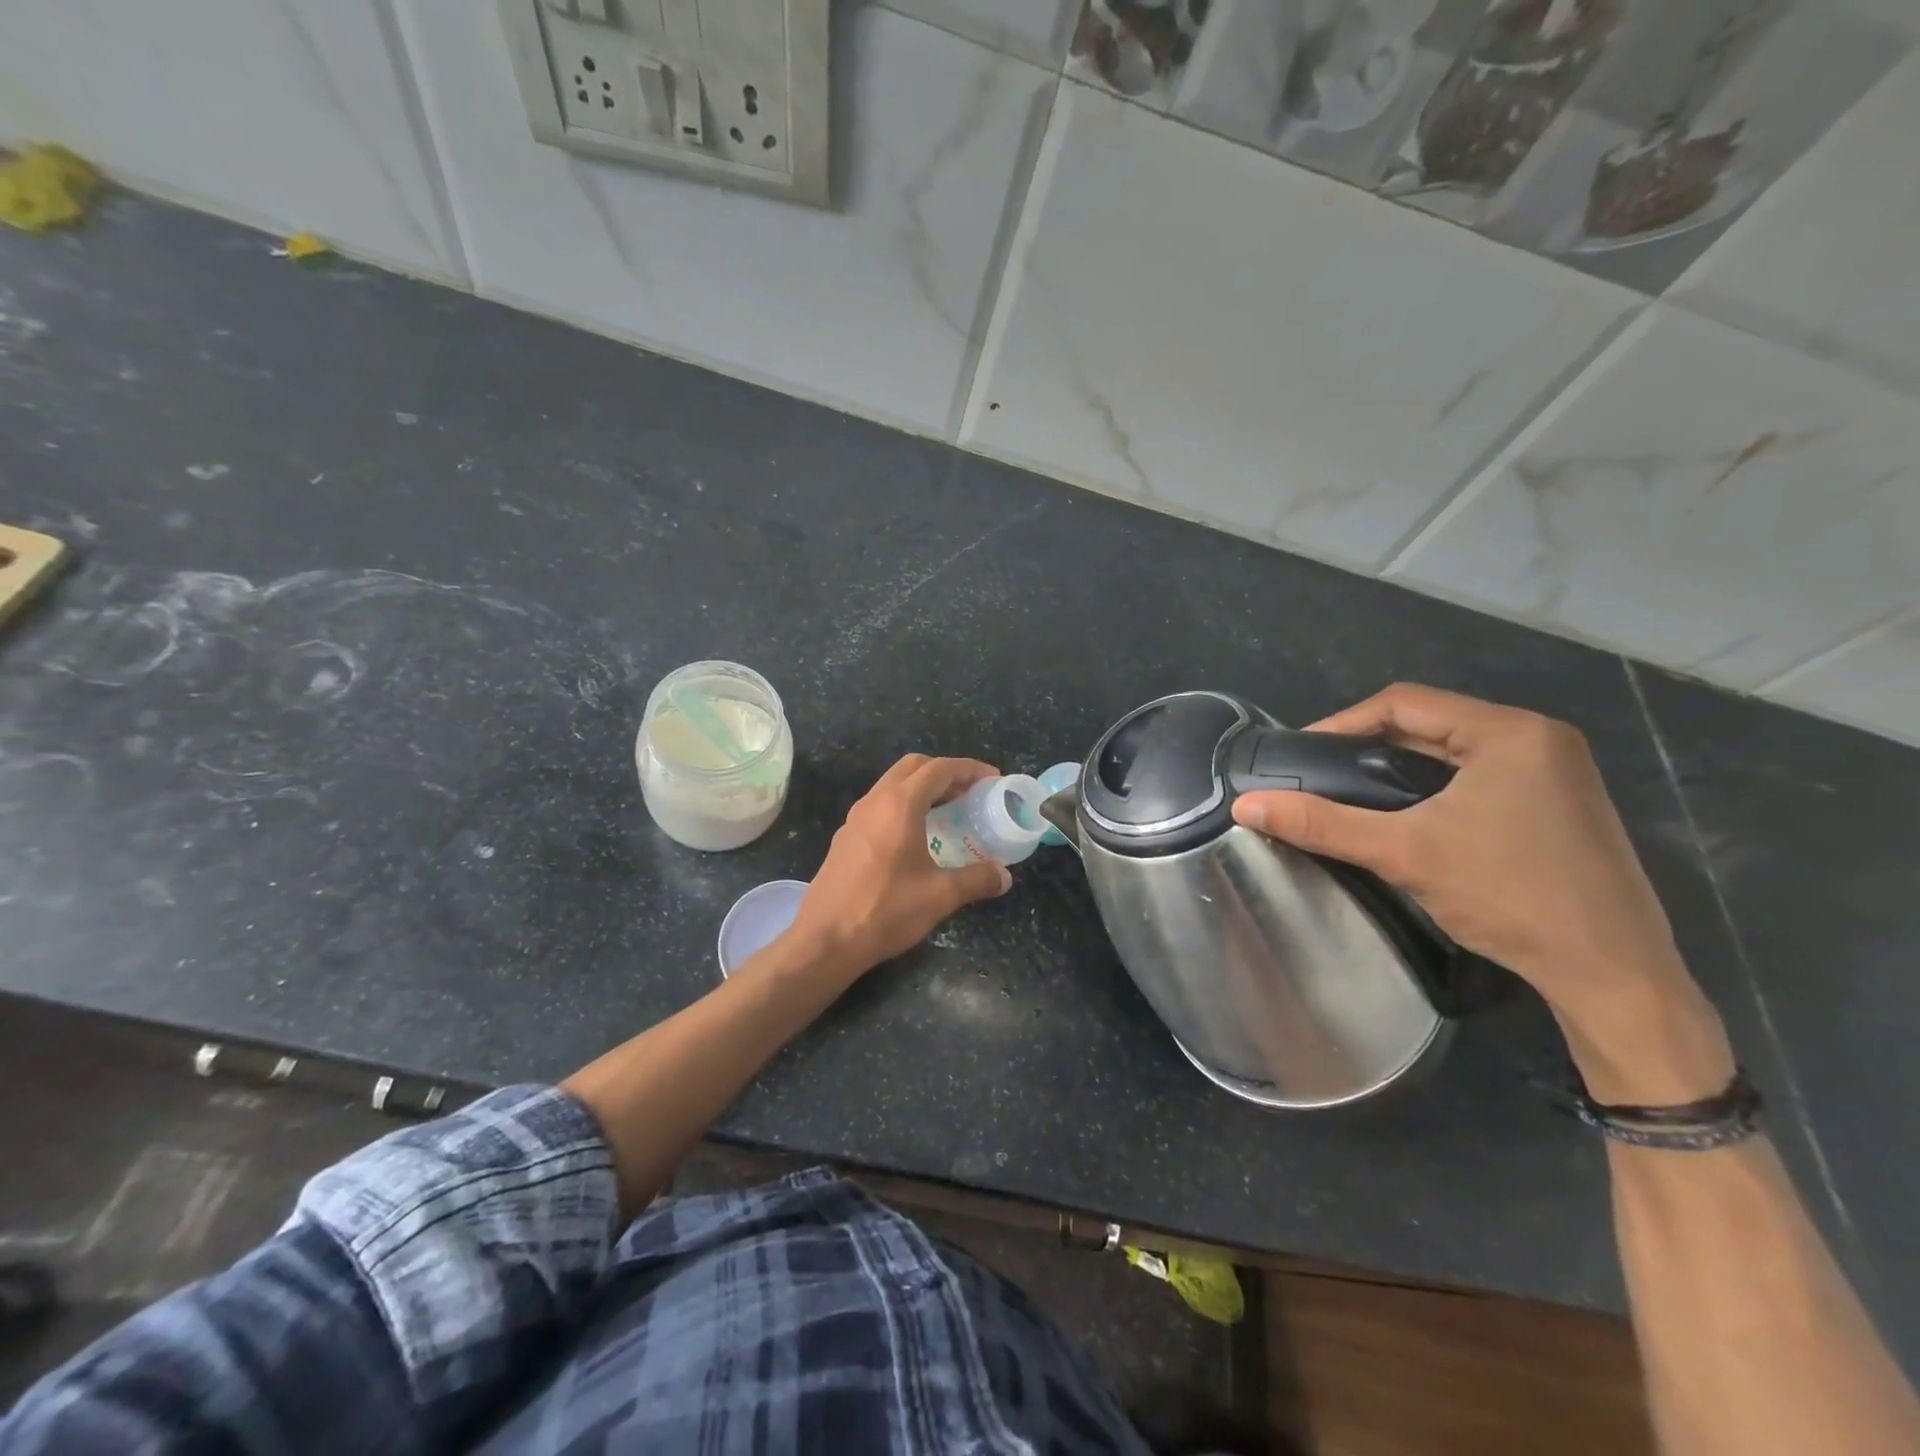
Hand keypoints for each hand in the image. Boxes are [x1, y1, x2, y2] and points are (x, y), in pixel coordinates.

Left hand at [787, 755, 1012, 975]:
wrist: (825, 940)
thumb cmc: (885, 910)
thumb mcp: (940, 896)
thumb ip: (976, 879)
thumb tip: (1004, 876)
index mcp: (900, 804)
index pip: (940, 769)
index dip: (970, 769)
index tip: (993, 779)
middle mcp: (875, 801)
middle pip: (913, 767)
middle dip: (945, 772)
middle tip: (971, 792)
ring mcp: (855, 818)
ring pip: (893, 785)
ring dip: (922, 788)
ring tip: (949, 812)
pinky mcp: (846, 837)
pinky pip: (880, 806)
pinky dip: (904, 806)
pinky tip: (917, 837)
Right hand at [1231, 684, 1732, 1101]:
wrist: (1614, 976)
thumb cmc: (1510, 896)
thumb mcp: (1404, 853)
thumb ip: (1322, 824)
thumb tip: (1244, 805)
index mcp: (1510, 731)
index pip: (1404, 702)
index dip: (1343, 722)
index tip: (1301, 753)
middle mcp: (1538, 738)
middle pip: (1429, 723)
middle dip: (1368, 744)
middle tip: (1319, 773)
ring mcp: (1556, 772)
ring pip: (1453, 752)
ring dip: (1399, 766)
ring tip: (1351, 793)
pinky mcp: (1559, 805)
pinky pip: (1478, 776)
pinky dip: (1433, 787)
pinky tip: (1407, 816)